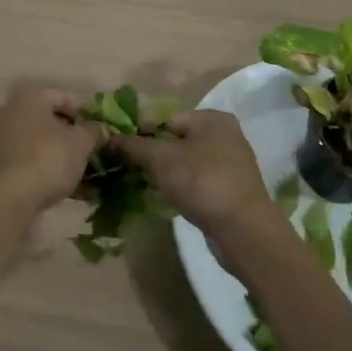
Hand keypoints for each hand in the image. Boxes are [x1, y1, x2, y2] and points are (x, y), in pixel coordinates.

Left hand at [0, 84, 104, 213]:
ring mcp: (2, 139)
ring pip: (41, 144)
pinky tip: (71, 192)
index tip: (100, 134)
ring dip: (63, 158)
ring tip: (87, 179)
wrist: (7, 199)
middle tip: (94, 156)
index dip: (86, 115)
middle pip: (51, 122)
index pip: (64, 98)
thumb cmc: (47, 159)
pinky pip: (31, 162)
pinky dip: (49, 172)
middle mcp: (11, 112)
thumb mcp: (80, 143)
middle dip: (74, 139)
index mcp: (30, 97)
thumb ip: (94, 131)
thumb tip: (100, 128)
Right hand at [112, 110, 274, 236]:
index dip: (140, 131)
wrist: (244, 233)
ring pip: (186, 162)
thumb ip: (133, 145)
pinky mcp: (231, 191)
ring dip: (165, 172)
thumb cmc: (202, 183)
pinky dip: (181, 187)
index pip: (165, 117)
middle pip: (175, 140)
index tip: (118, 147)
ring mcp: (231, 164)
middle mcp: (225, 135)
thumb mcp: (161, 159)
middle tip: (128, 168)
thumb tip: (107, 138)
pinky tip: (166, 198)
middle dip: (151, 154)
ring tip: (143, 184)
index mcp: (212, 118)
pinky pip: (197, 181)